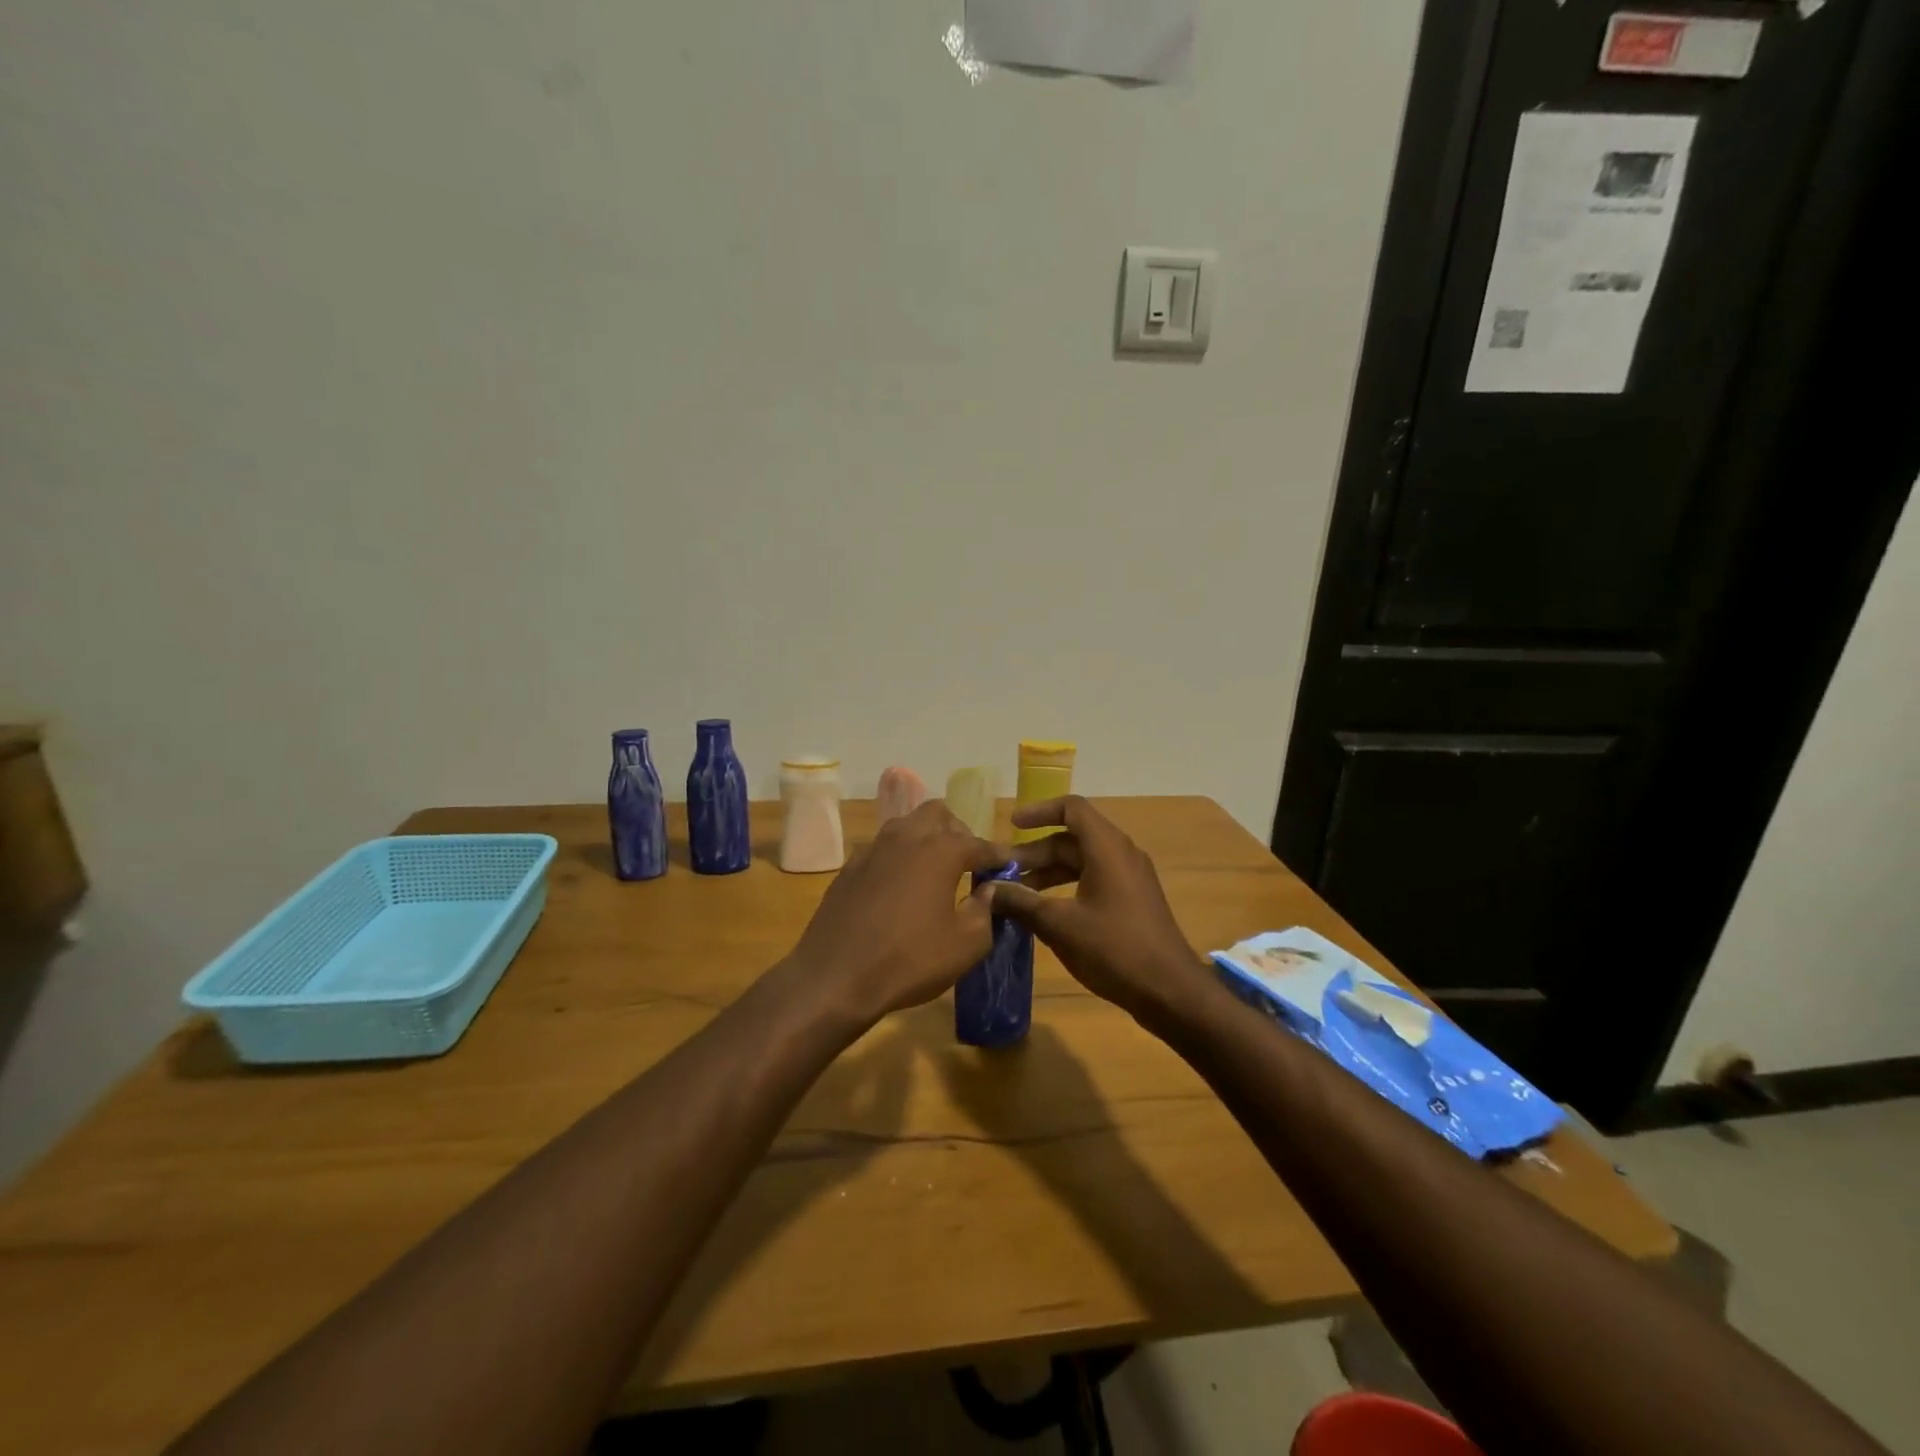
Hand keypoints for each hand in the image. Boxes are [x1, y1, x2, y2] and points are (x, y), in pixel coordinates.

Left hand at [785, 800, 1003, 1025]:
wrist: (835, 977)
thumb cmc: (909, 960)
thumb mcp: (966, 945)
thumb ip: (985, 911)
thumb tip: (988, 891)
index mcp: (939, 850)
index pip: (978, 843)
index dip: (997, 855)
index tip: (1009, 866)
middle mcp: (905, 837)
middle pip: (937, 814)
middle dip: (957, 831)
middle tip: (968, 862)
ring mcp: (872, 849)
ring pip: (906, 825)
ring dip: (925, 839)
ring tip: (935, 871)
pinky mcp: (849, 868)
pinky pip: (882, 849)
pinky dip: (899, 858)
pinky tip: (901, 888)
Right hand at [990, 796, 1208, 1025]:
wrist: (1170, 991)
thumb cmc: (1114, 948)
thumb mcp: (1059, 925)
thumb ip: (1021, 902)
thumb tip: (988, 889)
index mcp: (1106, 848)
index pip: (1071, 808)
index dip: (1039, 811)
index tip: (1011, 826)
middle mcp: (1120, 854)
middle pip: (1071, 838)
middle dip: (1034, 852)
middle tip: (1002, 873)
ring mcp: (1129, 878)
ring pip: (1081, 861)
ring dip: (1048, 872)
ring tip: (1016, 895)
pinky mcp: (1132, 901)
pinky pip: (1093, 880)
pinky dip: (1066, 888)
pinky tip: (1044, 913)